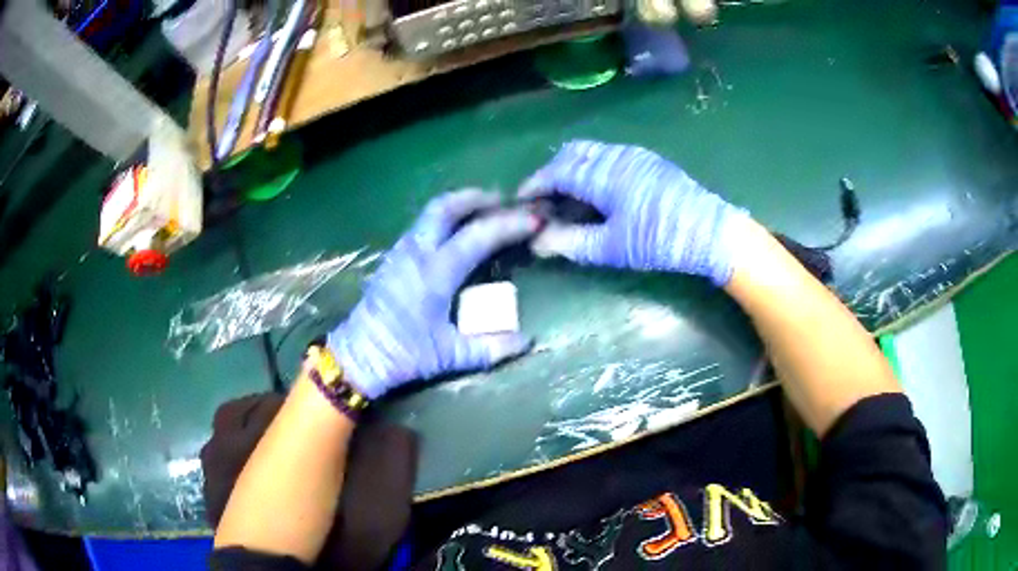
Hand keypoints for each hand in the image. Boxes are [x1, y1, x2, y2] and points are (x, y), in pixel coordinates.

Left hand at [327, 190, 539, 398]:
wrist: (357, 356)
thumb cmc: (403, 354)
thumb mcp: (448, 356)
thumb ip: (490, 348)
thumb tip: (527, 341)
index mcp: (434, 273)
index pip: (478, 235)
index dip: (509, 225)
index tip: (534, 220)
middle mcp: (417, 252)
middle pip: (446, 207)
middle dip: (477, 198)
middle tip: (504, 201)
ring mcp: (401, 252)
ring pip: (431, 213)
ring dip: (459, 205)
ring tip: (484, 211)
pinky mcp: (393, 258)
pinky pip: (422, 225)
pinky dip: (444, 218)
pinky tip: (456, 232)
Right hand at [519, 140, 746, 285]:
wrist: (710, 232)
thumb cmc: (658, 240)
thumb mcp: (611, 247)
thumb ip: (570, 242)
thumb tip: (536, 241)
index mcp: (603, 174)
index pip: (557, 172)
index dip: (535, 185)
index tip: (521, 200)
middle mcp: (615, 156)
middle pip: (572, 153)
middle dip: (553, 172)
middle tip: (546, 199)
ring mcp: (634, 155)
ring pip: (592, 151)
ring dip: (574, 167)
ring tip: (570, 197)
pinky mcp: (648, 161)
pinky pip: (609, 155)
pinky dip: (593, 166)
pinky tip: (599, 192)